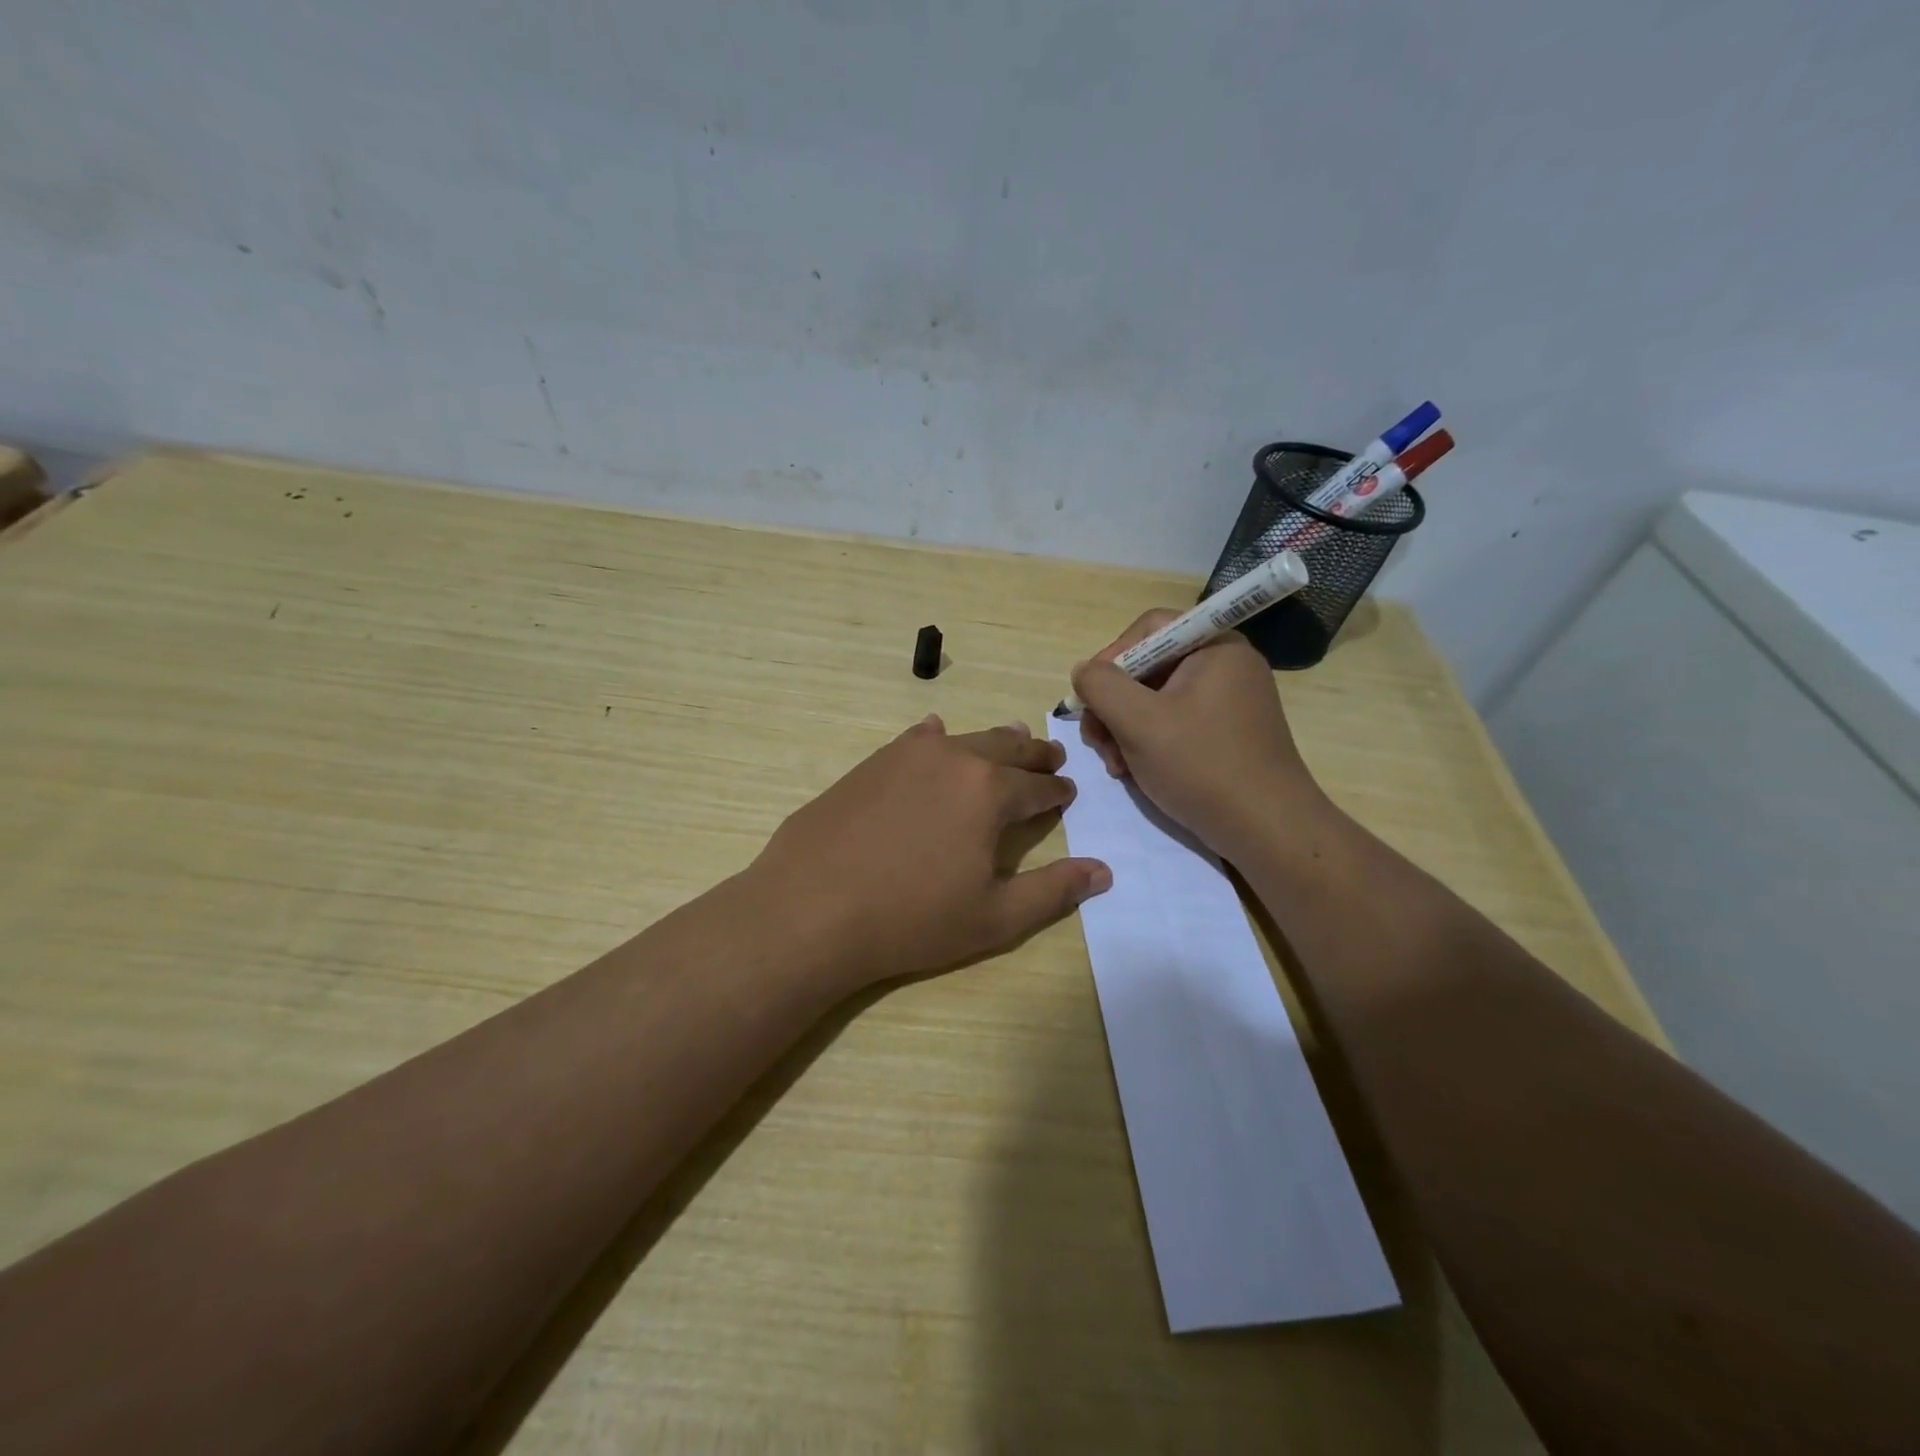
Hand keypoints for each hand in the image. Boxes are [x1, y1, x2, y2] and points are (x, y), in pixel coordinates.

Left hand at [748, 717, 1110, 989]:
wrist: (810, 908)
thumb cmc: (911, 919)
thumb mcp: (994, 917)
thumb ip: (1053, 891)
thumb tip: (1103, 871)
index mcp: (991, 792)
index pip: (1039, 786)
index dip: (1058, 790)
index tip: (1068, 791)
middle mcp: (954, 759)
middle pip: (1008, 749)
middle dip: (1034, 754)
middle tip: (1051, 756)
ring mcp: (908, 755)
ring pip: (965, 739)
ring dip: (993, 742)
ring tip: (1010, 740)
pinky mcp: (872, 762)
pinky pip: (916, 739)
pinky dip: (936, 738)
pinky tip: (936, 737)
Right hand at [1071, 611, 1327, 858]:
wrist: (1266, 829)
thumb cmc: (1201, 765)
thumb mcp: (1138, 721)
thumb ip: (1101, 685)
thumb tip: (1084, 670)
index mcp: (1215, 647)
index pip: (1149, 629)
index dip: (1111, 657)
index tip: (1091, 698)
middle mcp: (1226, 665)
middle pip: (1149, 666)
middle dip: (1114, 704)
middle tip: (1096, 741)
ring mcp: (1229, 700)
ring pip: (1157, 699)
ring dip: (1125, 728)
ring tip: (1115, 765)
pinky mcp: (1228, 733)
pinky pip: (1176, 722)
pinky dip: (1149, 742)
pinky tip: (1135, 772)